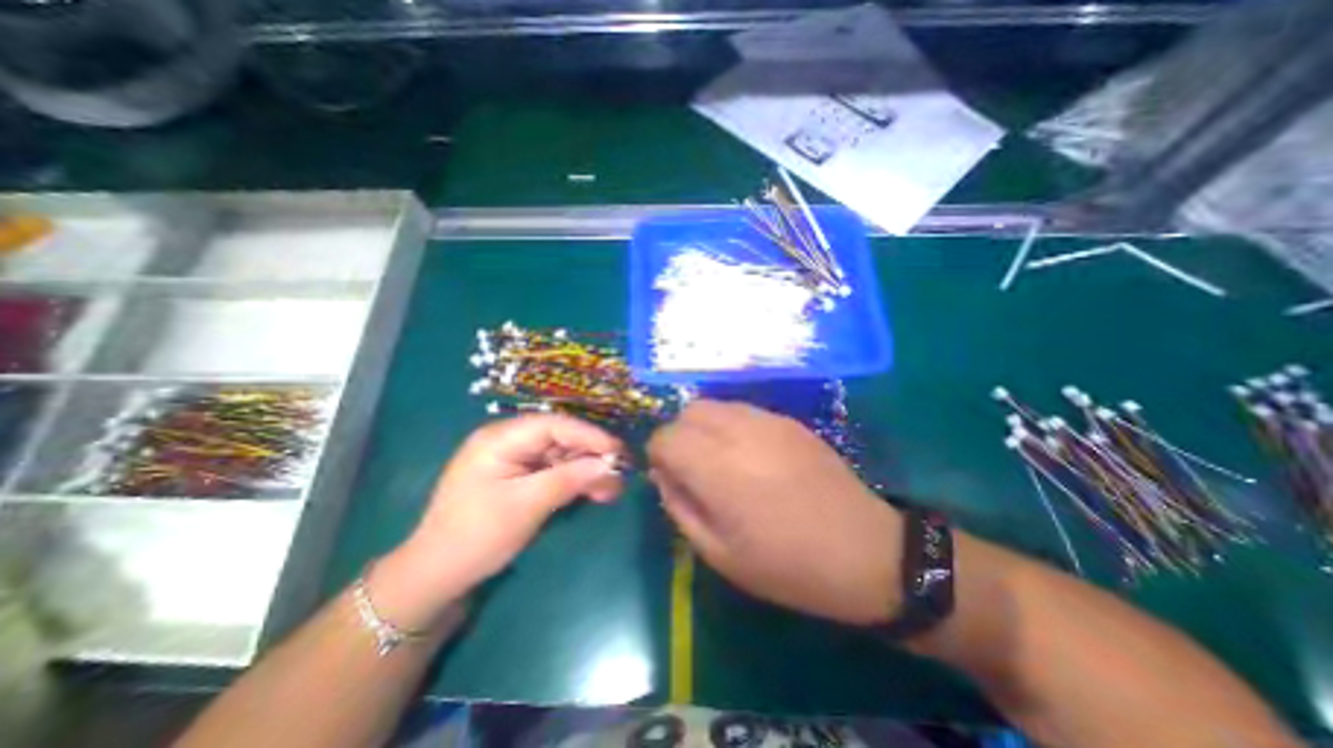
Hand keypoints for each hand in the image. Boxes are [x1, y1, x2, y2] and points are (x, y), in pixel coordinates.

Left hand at [378, 413, 620, 627]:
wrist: (436, 576)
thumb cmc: (476, 536)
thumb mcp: (526, 506)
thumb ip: (568, 479)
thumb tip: (609, 464)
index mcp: (500, 438)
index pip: (554, 425)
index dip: (589, 435)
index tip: (617, 450)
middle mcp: (508, 441)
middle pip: (560, 439)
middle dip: (590, 456)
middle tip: (619, 474)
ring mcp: (513, 460)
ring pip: (560, 456)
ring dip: (586, 471)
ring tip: (612, 490)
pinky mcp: (519, 477)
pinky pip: (553, 471)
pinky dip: (574, 482)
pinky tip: (594, 492)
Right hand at [648, 404, 898, 624]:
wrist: (866, 551)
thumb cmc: (788, 565)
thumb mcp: (720, 554)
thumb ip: (680, 508)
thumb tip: (664, 475)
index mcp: (719, 470)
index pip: (666, 437)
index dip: (658, 454)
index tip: (669, 477)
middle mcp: (740, 433)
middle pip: (688, 412)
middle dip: (679, 436)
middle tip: (693, 468)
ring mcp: (768, 421)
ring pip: (715, 405)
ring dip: (703, 427)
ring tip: (719, 460)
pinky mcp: (788, 420)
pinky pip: (742, 410)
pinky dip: (729, 425)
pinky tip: (749, 455)